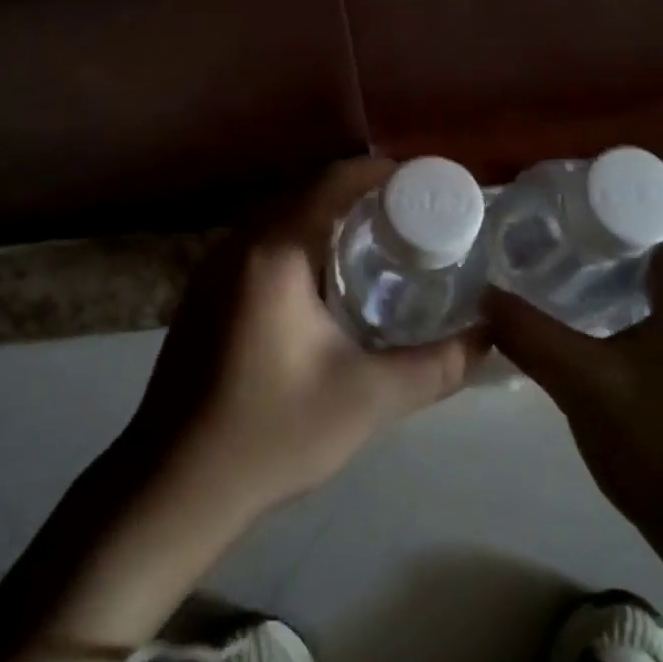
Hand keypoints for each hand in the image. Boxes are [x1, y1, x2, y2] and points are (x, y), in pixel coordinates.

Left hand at [126, 158, 486, 528]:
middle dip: (364, 198)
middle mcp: (239, 243)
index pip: (336, 180)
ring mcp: (214, 267)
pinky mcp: (204, 293)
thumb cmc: (271, 434)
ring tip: (381, 248)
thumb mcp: (368, 399)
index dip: (385, 175)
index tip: (428, 191)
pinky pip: (263, 245)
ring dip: (330, 221)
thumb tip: (489, 336)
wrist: (173, 486)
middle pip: (309, 192)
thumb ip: (438, 365)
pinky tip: (327, 284)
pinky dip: (302, 244)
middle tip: (415, 223)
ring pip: (283, 218)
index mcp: (274, 251)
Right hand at [483, 187, 662, 550]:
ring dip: (631, 262)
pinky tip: (610, 320)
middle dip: (613, 223)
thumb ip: (527, 333)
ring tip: (572, 270)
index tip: (562, 195)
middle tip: (554, 232)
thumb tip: (483, 295)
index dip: (613, 185)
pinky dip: (651, 293)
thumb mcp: (584, 386)